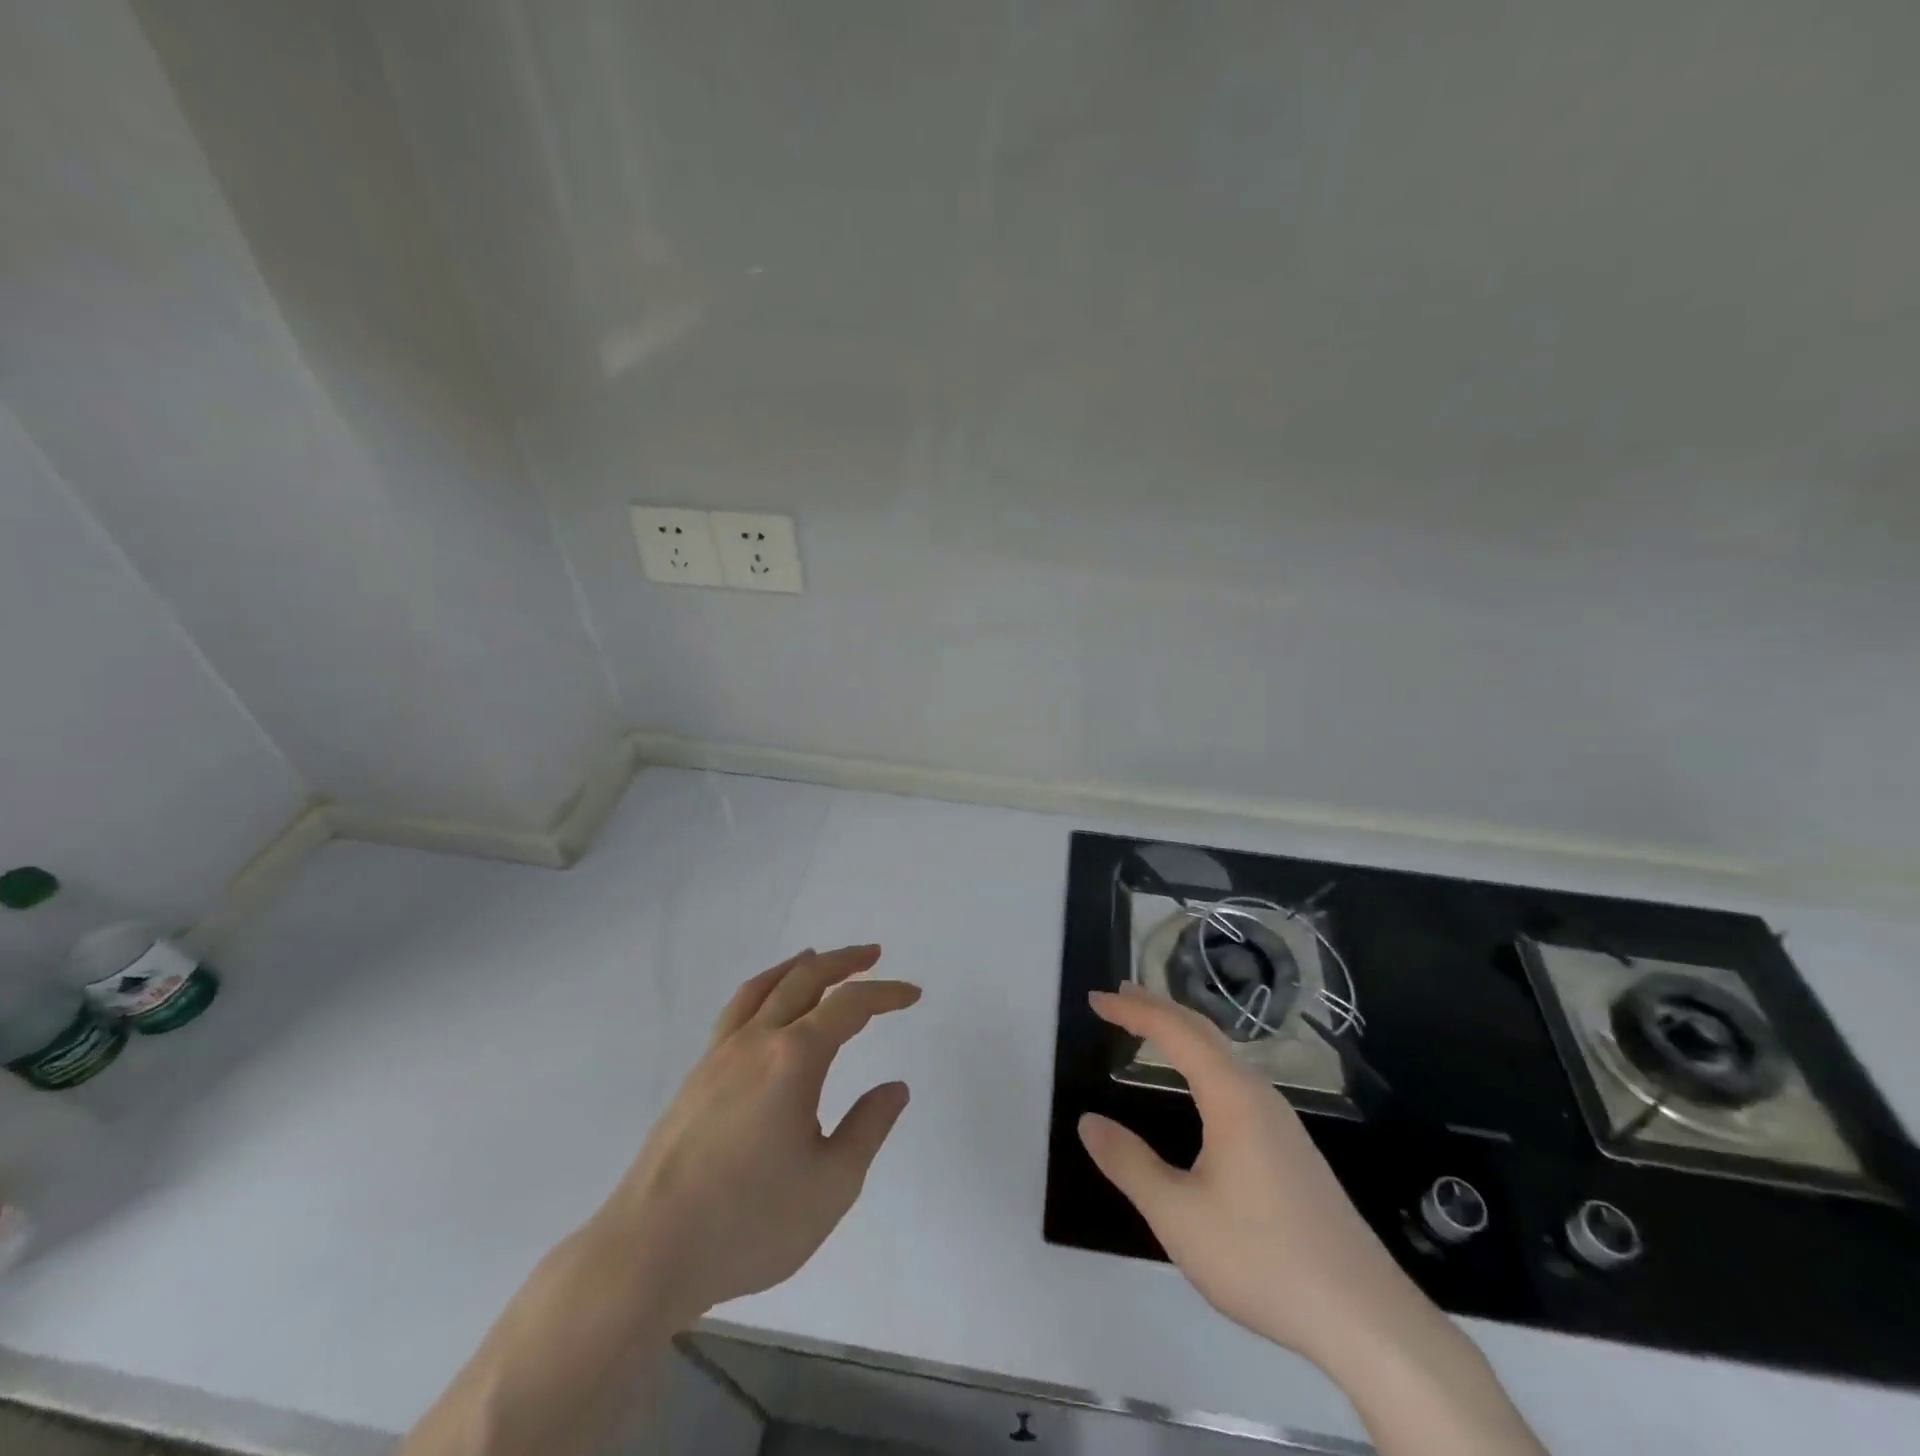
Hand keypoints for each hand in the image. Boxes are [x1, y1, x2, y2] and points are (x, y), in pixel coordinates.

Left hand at [594, 945, 919, 1326]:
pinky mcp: (696, 1076)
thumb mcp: (831, 1185)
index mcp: (794, 1059)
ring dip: (798, 966)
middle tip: (872, 954)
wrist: (647, 1253)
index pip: (850, 1006)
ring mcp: (720, 1055)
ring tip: (817, 957)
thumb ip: (868, 1129)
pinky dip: (762, 988)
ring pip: (764, 987)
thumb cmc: (749, 1223)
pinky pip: (736, 1010)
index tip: (912, 994)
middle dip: (844, 962)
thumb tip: (895, 1088)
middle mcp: (757, 1041)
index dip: (886, 994)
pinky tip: (765, 1006)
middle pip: (805, 979)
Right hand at [1078, 986, 1434, 1374]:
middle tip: (1119, 996)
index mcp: (1232, 1097)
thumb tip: (1089, 1123)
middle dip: (1158, 1008)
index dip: (1133, 1010)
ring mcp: (1281, 1121)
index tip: (1096, 999)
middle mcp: (1258, 1095)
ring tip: (1151, 1027)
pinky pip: (1236, 1079)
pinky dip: (1203, 1060)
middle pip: (1203, 1031)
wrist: (1365, 1318)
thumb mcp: (1178, 1216)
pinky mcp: (1291, 1147)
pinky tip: (1200, 1085)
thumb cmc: (1263, 1258)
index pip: (1175, 1032)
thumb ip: (1129, 1164)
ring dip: (1184, 1032)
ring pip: (1224, 1055)